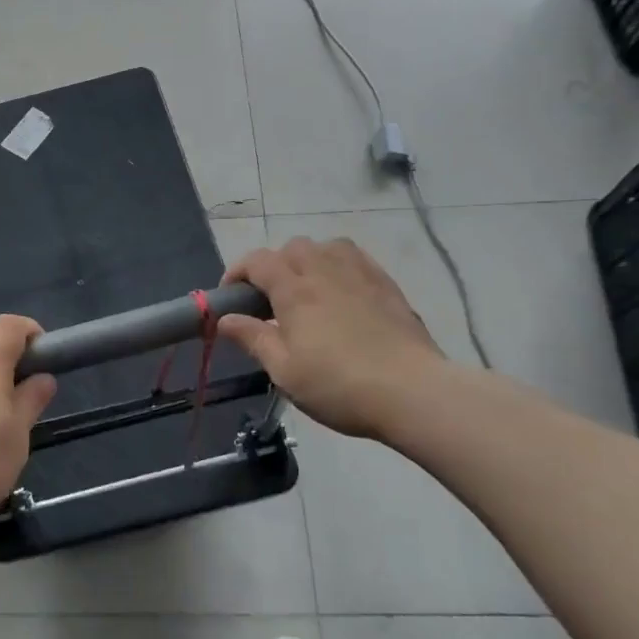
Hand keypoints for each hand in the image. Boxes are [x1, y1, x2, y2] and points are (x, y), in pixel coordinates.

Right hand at [220, 237, 447, 440]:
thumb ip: (254, 339)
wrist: (413, 392)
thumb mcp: (285, 371)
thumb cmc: (339, 385)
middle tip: (271, 298)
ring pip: (326, 246)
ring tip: (308, 288)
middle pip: (292, 248)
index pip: (258, 261)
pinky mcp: (387, 285)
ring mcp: (360, 274)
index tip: (231, 296)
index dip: (238, 271)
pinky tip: (342, 289)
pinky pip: (356, 257)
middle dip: (274, 265)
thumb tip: (225, 319)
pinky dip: (339, 264)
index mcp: (294, 290)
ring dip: (308, 259)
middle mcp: (324, 271)